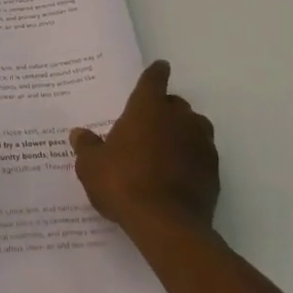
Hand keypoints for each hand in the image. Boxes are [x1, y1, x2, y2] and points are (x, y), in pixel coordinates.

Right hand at [70, 60, 218, 234]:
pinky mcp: (213, 171)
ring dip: (182, 132)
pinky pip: (202, 155)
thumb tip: (79, 134)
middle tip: (148, 125)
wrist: (167, 225)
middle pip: (175, 104)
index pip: (154, 79)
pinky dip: (192, 158)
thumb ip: (87, 147)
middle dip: (165, 109)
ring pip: (194, 127)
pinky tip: (178, 174)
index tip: (160, 68)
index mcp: (148, 108)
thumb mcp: (92, 166)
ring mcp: (201, 144)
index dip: (155, 73)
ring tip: (166, 149)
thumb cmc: (123, 183)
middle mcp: (178, 118)